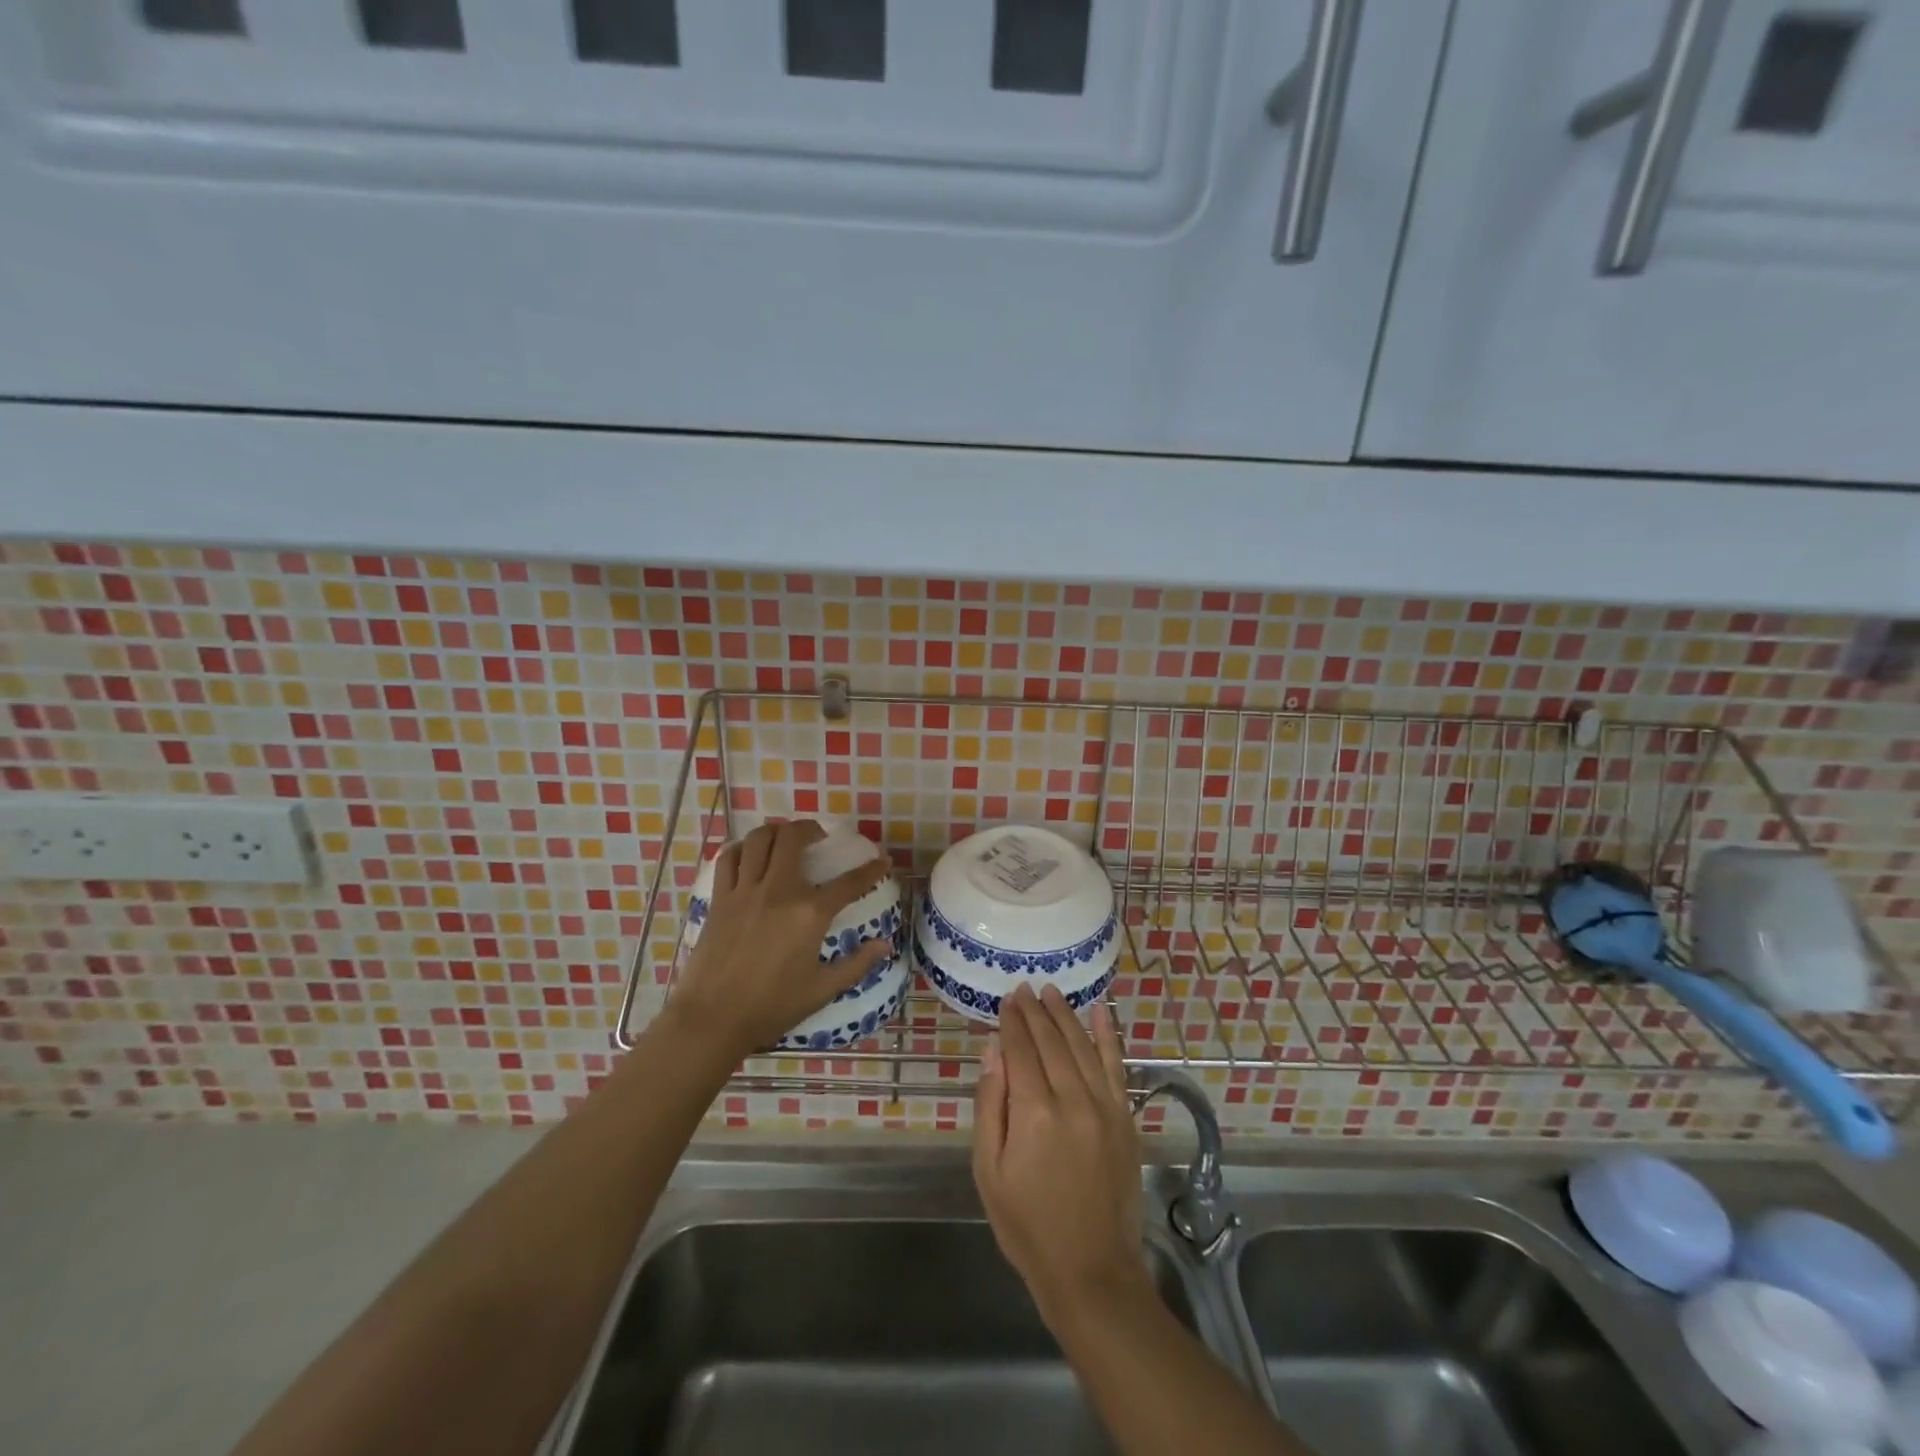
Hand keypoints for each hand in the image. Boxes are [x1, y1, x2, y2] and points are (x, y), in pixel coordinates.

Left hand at [670, 820, 894, 1062]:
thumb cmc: (771, 1007)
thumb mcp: (822, 990)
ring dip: (776, 831)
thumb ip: (856, 964)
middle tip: (819, 837)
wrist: (712, 1020)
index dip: (871, 869)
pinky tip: (749, 855)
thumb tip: (885, 945)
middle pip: (794, 838)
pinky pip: (728, 859)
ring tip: (785, 839)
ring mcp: (745, 891)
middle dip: (811, 828)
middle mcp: (778, 891)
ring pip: (758, 840)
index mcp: (810, 913)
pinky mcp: (719, 899)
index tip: (882, 860)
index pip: (849, 882)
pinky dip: (741, 849)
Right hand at [973, 984, 1146, 1324]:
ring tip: (1052, 992)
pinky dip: (1109, 1036)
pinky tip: (1101, 1012)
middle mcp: (1072, 1100)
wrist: (1090, 1270)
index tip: (1007, 999)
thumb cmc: (1027, 1224)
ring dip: (1065, 1015)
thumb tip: (994, 1049)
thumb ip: (990, 1104)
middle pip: (1051, 1042)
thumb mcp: (989, 1171)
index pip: (1021, 1050)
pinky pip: (1117, 1066)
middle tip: (1025, 988)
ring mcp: (1104, 1107)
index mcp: (1034, 1114)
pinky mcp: (1125, 1118)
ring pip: (1082, 1046)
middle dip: (1036, 1012)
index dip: (1012, 1022)